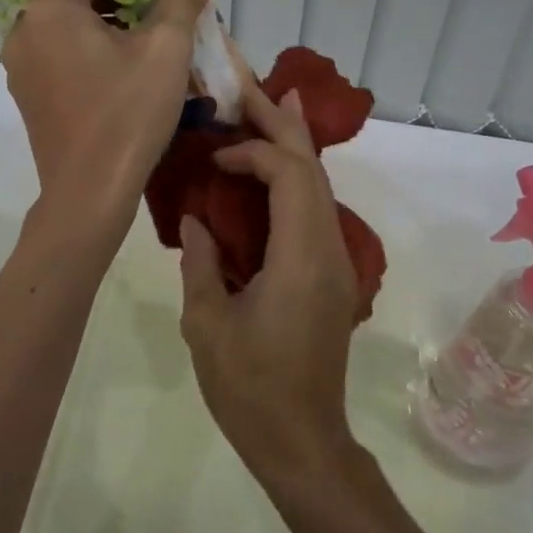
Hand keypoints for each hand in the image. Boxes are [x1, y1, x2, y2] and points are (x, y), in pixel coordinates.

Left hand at [2, 0, 221, 218]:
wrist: (91, 192)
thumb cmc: (129, 112)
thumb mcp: (166, 49)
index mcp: (49, 9)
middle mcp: (23, 31)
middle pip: (76, 0)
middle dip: (118, 6)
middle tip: (158, 25)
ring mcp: (19, 68)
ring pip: (67, 32)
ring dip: (101, 35)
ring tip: (144, 53)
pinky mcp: (26, 98)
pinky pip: (58, 61)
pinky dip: (84, 60)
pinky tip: (117, 82)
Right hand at [178, 77, 365, 484]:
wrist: (303, 442)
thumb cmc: (250, 388)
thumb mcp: (208, 324)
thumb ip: (201, 262)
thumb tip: (196, 220)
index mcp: (301, 257)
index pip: (290, 177)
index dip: (255, 152)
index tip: (216, 156)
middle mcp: (329, 249)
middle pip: (314, 169)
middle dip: (283, 124)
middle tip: (250, 89)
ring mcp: (336, 262)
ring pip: (320, 186)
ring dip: (292, 147)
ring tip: (266, 110)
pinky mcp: (331, 275)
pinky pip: (316, 209)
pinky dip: (295, 178)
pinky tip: (275, 171)